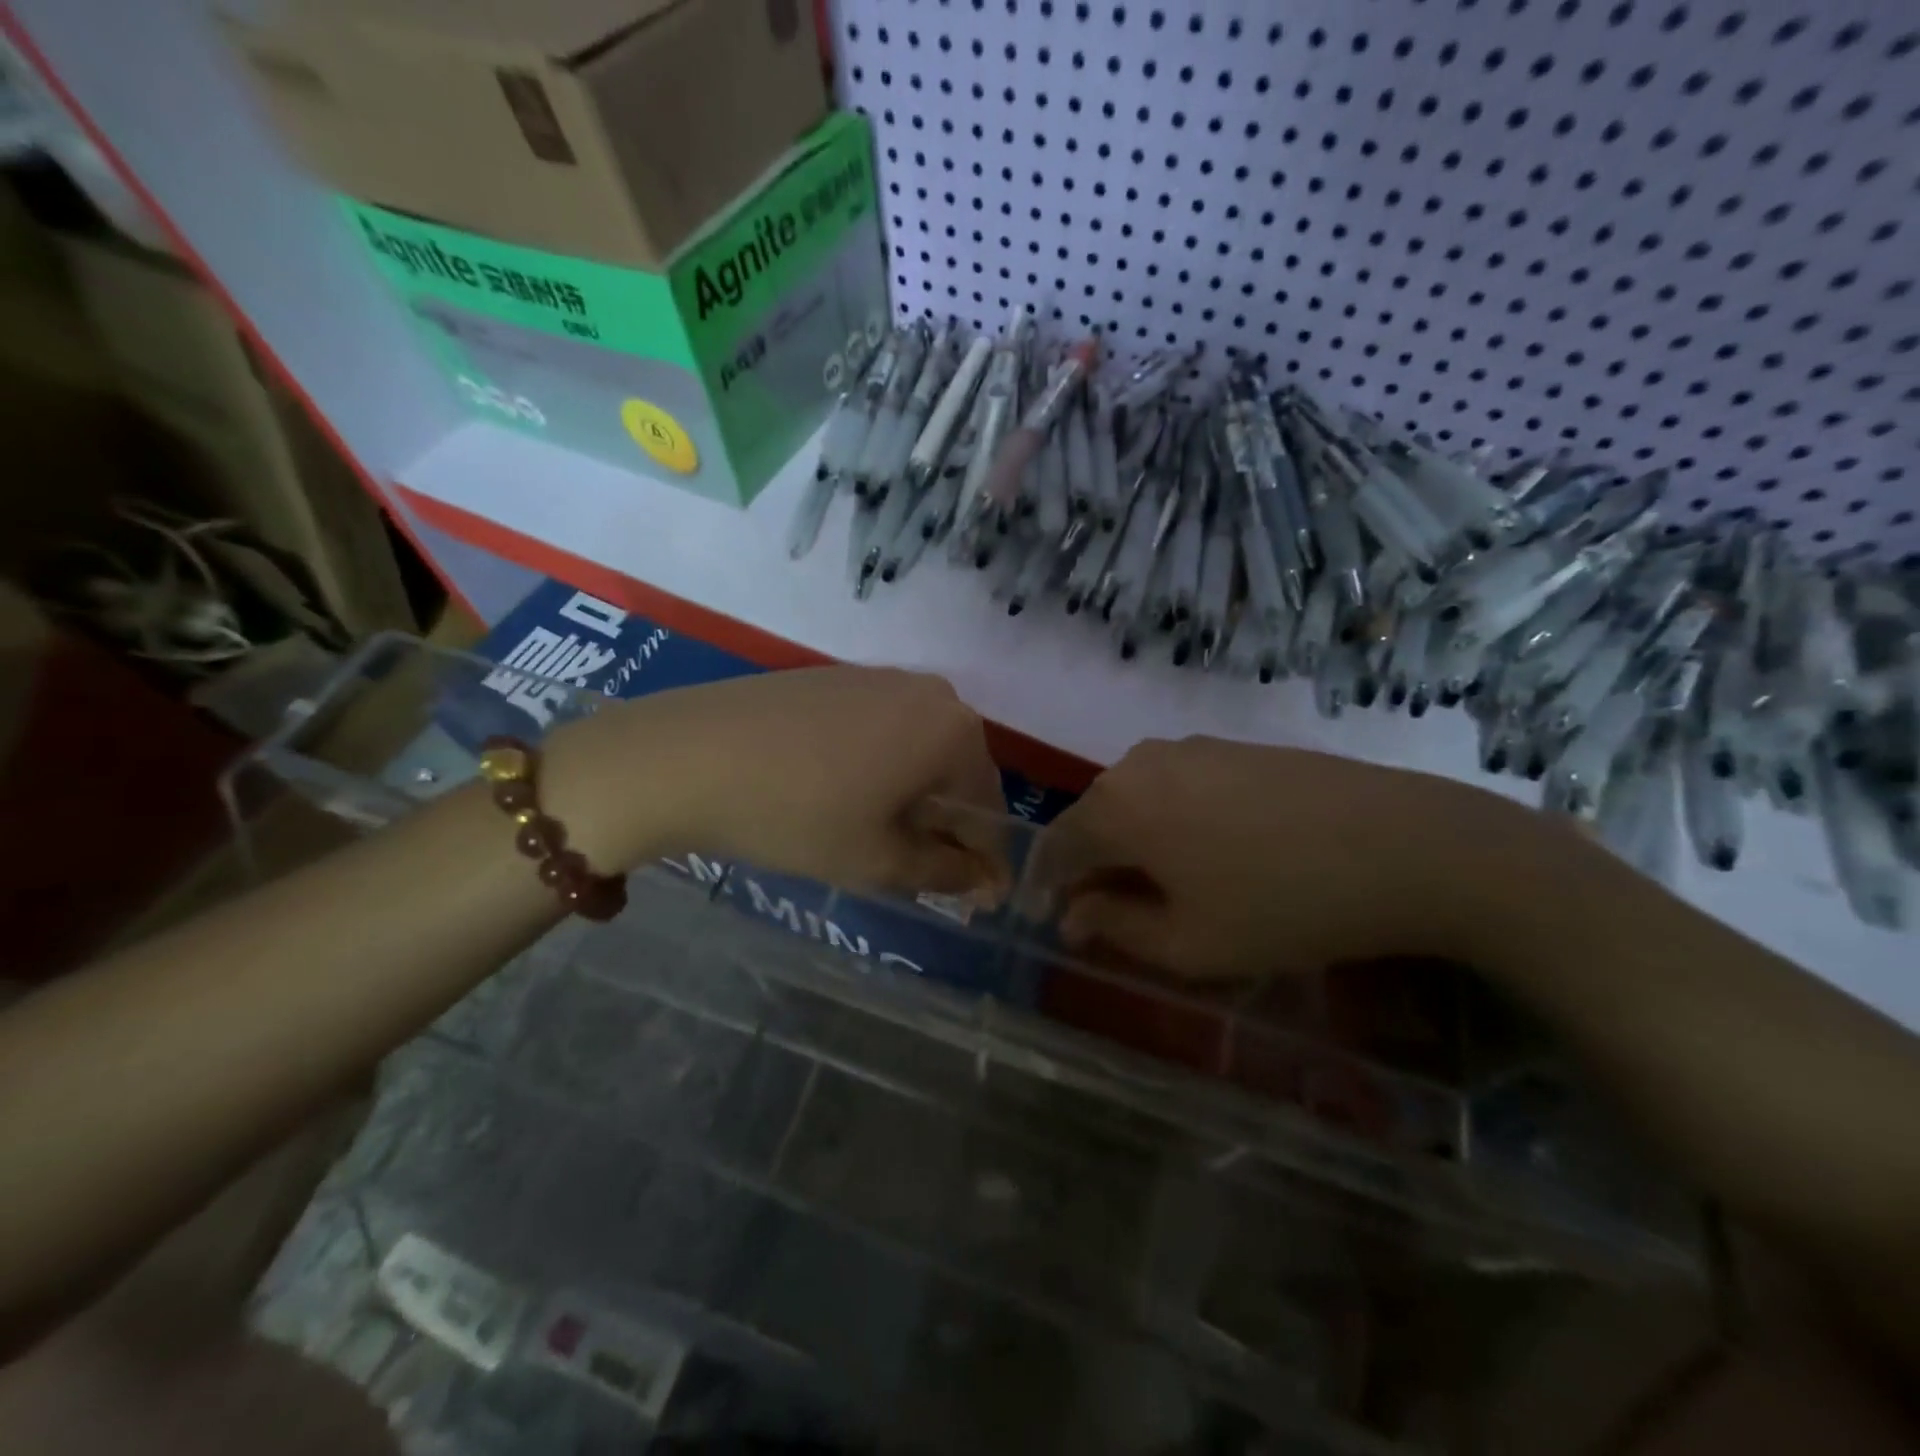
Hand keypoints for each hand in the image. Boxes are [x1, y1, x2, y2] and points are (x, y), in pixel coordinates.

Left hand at [549, 666, 1010, 897]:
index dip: (984, 859)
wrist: (687, 756)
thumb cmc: (797, 814)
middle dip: (946, 825)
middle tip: (918, 870)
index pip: (989, 807)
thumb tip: (987, 883)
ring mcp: (879, 678)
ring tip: (877, 836)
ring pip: (918, 749)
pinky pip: (881, 729)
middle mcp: (928, 692)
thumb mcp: (877, 860)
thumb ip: (944, 873)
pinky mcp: (836, 677)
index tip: (976, 899)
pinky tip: (841, 793)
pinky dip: (879, 766)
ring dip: (912, 795)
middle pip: (957, 772)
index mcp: (953, 731)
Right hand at [1030, 736, 1542, 978]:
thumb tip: (1075, 916)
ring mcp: (1190, 747)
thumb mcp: (1189, 944)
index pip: (1056, 848)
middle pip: (1094, 819)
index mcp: (1115, 807)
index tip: (1057, 924)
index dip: (1049, 889)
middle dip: (1094, 867)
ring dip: (1135, 843)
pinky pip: (1177, 785)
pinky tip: (1211, 852)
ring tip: (1166, 887)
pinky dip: (1172, 820)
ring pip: (1137, 800)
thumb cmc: (1281, 905)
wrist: (1404, 843)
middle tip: (1115, 916)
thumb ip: (1115, 929)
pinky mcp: (1232, 745)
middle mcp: (1139, 763)